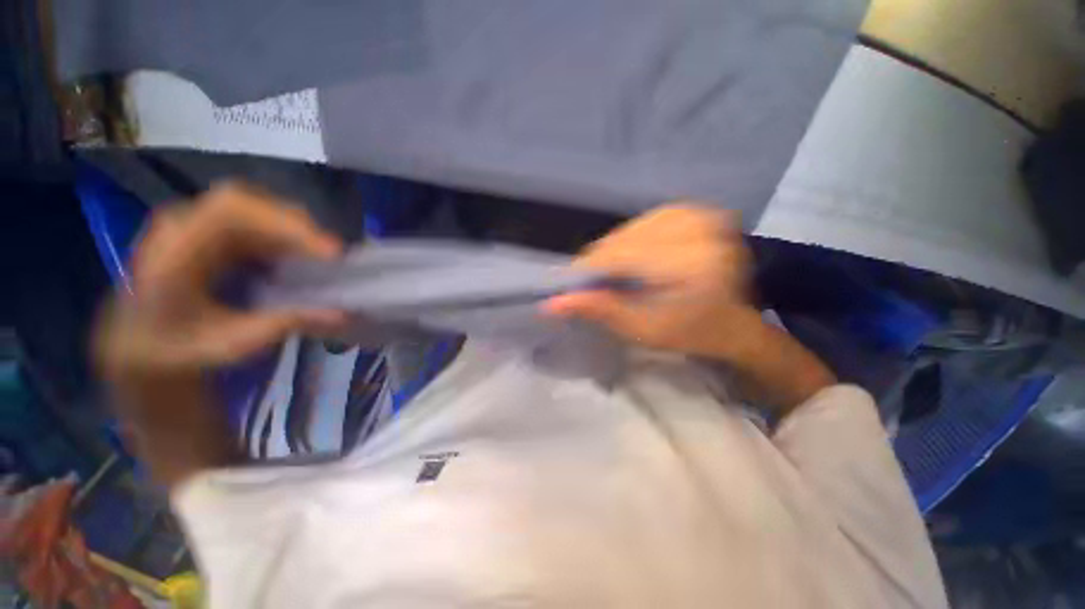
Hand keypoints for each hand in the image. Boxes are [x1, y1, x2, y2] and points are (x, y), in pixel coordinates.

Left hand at [96, 182, 344, 380]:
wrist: (140, 343)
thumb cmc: (179, 348)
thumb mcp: (231, 344)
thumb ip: (283, 324)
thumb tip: (341, 313)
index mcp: (172, 253)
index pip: (228, 213)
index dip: (284, 226)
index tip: (329, 253)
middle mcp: (179, 226)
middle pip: (243, 202)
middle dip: (294, 225)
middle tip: (331, 255)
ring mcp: (192, 223)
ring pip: (250, 206)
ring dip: (290, 228)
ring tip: (320, 256)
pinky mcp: (207, 228)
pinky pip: (250, 218)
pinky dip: (281, 234)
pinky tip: (298, 255)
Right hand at [544, 204, 759, 360]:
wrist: (731, 321)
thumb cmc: (689, 333)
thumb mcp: (641, 329)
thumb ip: (599, 310)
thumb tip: (552, 303)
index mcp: (692, 263)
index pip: (621, 256)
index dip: (589, 269)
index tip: (569, 284)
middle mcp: (699, 229)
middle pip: (624, 239)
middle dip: (602, 262)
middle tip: (594, 285)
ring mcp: (699, 214)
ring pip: (630, 229)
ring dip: (615, 252)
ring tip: (615, 275)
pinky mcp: (695, 210)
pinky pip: (643, 221)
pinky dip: (630, 240)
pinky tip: (634, 258)